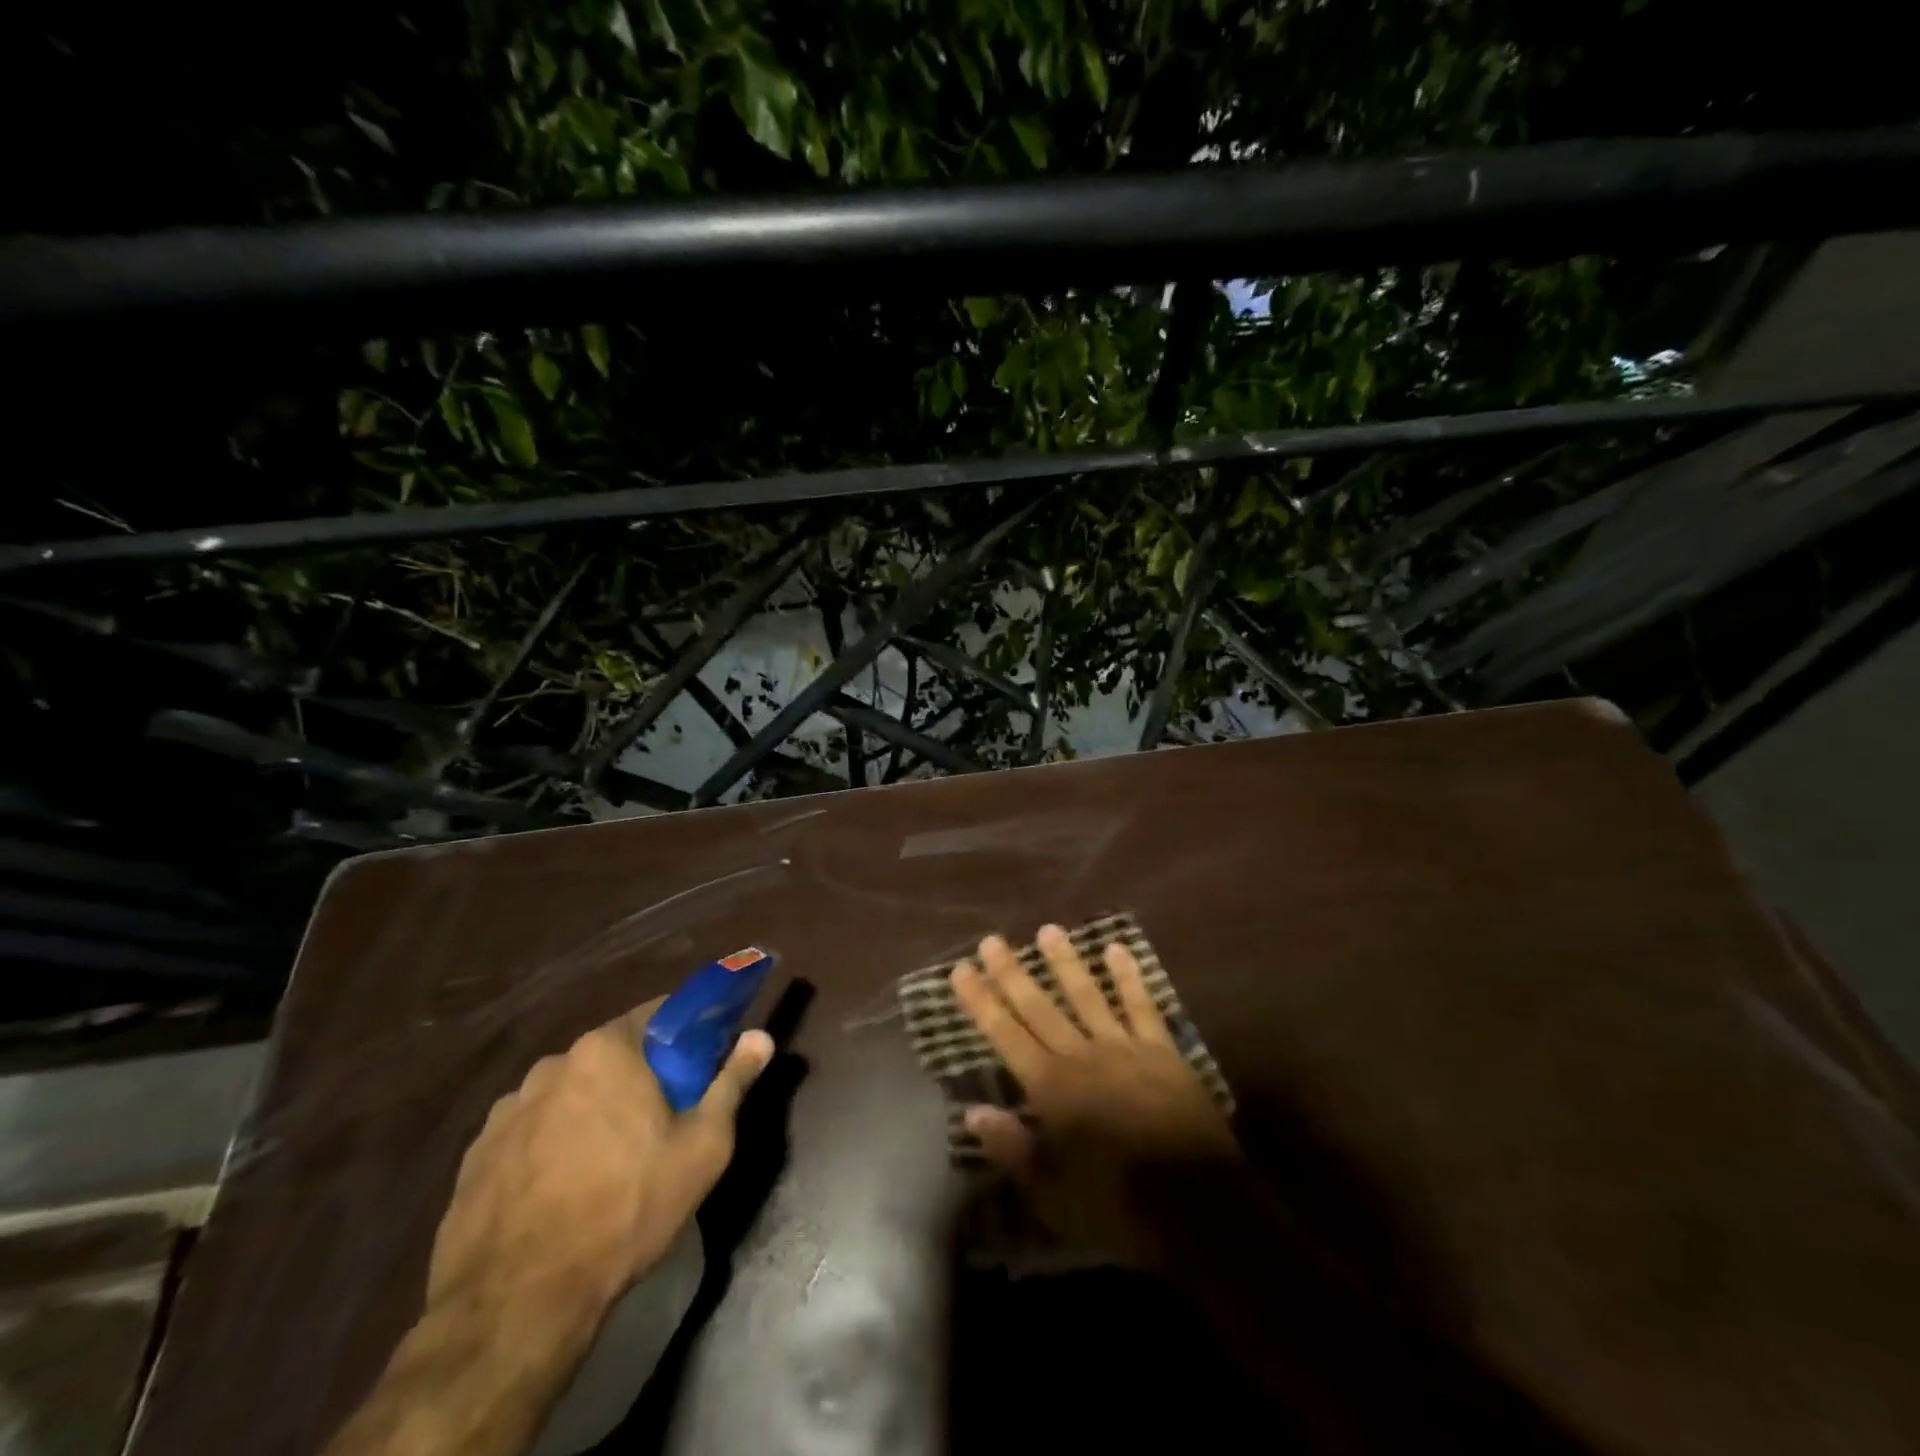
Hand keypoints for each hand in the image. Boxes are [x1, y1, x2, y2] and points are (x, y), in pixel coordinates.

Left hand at [426, 1001, 773, 1321]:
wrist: (517, 1305)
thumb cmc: (626, 1209)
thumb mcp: (702, 1147)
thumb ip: (732, 1082)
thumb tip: (761, 1036)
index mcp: (607, 1050)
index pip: (658, 1014)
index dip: (686, 1034)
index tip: (701, 1063)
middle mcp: (553, 1064)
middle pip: (612, 1055)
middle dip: (639, 1077)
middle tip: (662, 1120)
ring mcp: (507, 1109)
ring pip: (570, 1093)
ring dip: (593, 1110)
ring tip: (608, 1162)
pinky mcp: (475, 1154)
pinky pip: (531, 1130)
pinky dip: (552, 1144)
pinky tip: (563, 1188)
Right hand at [951, 924, 1238, 1268]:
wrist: (1201, 1210)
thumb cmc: (1120, 1208)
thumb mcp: (1054, 1195)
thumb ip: (1013, 1149)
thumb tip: (971, 1112)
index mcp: (1053, 1090)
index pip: (1007, 1035)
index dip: (982, 1002)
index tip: (961, 970)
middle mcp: (1083, 1057)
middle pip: (1040, 1007)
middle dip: (1012, 973)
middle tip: (991, 940)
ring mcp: (1125, 1048)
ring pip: (1087, 996)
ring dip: (1066, 962)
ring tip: (1048, 929)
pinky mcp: (1163, 1051)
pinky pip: (1142, 1006)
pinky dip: (1129, 977)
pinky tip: (1117, 949)